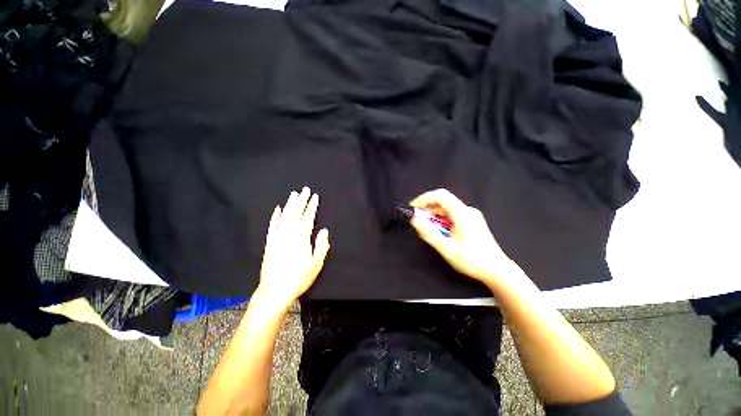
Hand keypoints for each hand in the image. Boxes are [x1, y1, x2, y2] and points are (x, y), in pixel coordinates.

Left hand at [255, 187, 329, 311]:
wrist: (275, 290)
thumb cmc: (299, 278)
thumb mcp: (316, 263)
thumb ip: (321, 245)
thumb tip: (324, 230)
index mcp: (301, 238)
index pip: (308, 218)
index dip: (312, 206)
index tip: (315, 196)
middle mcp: (289, 234)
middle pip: (296, 213)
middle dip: (302, 201)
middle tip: (305, 190)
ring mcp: (277, 237)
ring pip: (284, 216)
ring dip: (290, 204)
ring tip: (294, 194)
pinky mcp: (269, 242)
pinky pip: (272, 225)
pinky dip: (275, 216)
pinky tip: (278, 209)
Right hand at [410, 188, 518, 286]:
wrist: (497, 270)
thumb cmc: (473, 261)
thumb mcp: (447, 248)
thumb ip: (429, 233)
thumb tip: (414, 219)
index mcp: (462, 214)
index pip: (440, 195)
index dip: (424, 199)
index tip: (413, 208)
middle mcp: (467, 210)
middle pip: (443, 200)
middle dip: (427, 207)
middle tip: (417, 220)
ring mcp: (471, 215)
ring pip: (447, 207)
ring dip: (434, 214)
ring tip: (427, 227)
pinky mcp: (472, 220)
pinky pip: (453, 213)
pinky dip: (442, 218)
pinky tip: (439, 230)